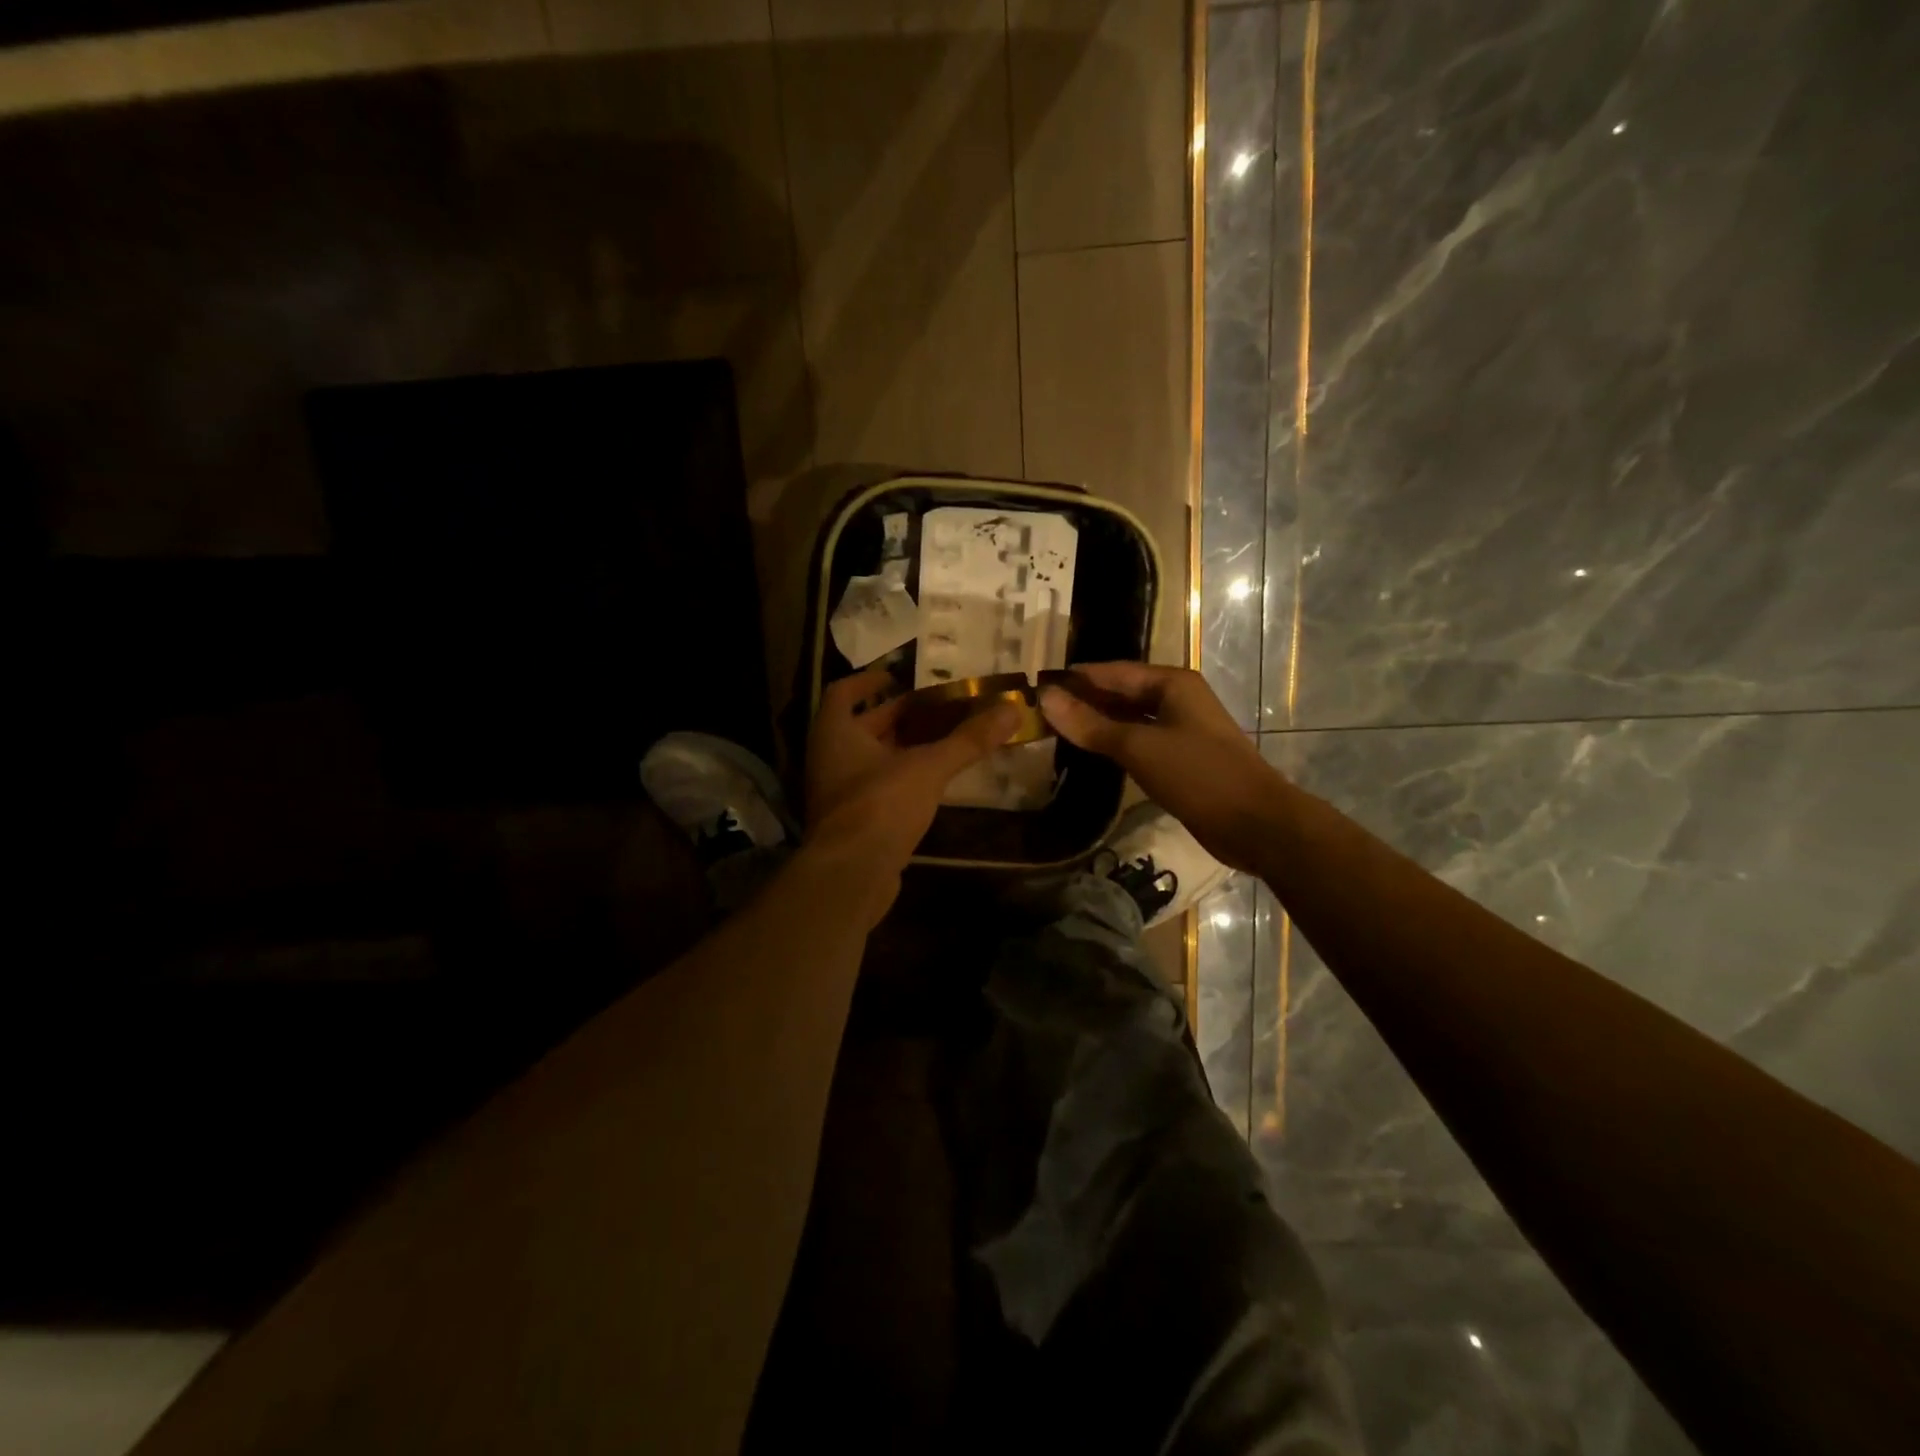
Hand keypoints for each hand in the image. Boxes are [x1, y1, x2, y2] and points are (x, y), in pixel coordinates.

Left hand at [805, 666, 1020, 877]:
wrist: (852, 875)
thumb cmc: (881, 805)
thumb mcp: (928, 767)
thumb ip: (968, 739)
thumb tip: (1011, 708)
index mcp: (835, 733)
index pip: (843, 693)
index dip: (869, 681)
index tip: (898, 676)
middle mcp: (830, 758)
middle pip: (863, 726)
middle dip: (899, 715)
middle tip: (939, 706)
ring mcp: (840, 793)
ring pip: (872, 758)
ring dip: (903, 747)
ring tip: (944, 737)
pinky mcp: (854, 821)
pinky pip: (878, 786)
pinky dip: (902, 777)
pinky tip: (933, 780)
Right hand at [1039, 662, 1284, 873]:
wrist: (1255, 824)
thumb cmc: (1198, 775)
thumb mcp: (1138, 747)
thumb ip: (1090, 724)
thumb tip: (1046, 697)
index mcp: (1172, 683)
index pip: (1113, 671)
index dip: (1077, 677)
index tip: (1038, 684)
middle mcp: (1177, 699)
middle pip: (1122, 692)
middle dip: (1085, 699)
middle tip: (1041, 709)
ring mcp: (1181, 729)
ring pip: (1130, 719)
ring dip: (1098, 722)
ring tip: (1056, 729)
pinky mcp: (1181, 758)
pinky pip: (1140, 742)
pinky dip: (1115, 743)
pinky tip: (1091, 751)